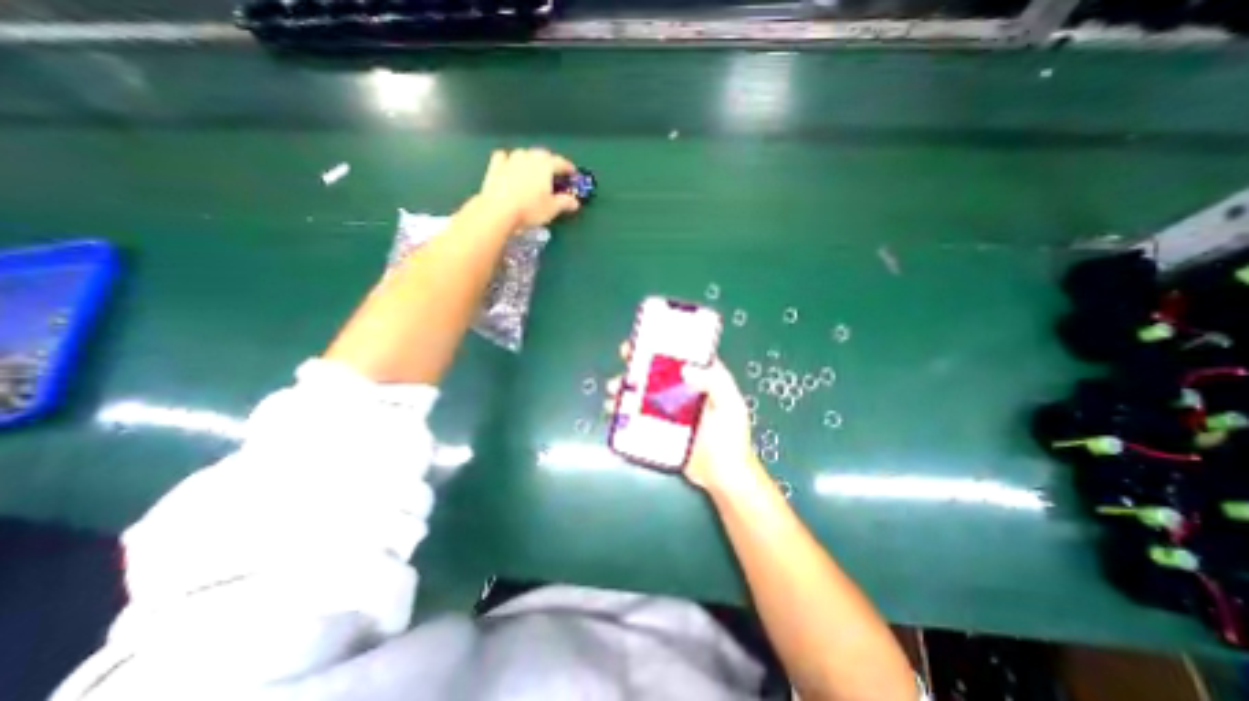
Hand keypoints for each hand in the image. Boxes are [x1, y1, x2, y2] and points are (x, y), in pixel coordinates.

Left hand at [476, 145, 581, 230]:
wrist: (499, 210)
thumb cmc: (530, 209)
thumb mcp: (552, 209)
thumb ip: (565, 202)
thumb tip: (575, 202)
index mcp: (545, 165)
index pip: (560, 162)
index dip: (568, 168)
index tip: (572, 173)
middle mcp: (528, 157)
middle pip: (542, 154)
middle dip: (550, 162)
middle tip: (554, 172)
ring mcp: (510, 159)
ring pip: (524, 154)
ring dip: (531, 159)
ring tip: (534, 170)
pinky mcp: (495, 166)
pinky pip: (504, 157)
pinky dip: (509, 160)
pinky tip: (511, 166)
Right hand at [608, 346, 766, 491]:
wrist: (722, 476)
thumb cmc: (731, 439)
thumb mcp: (731, 406)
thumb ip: (716, 383)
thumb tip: (686, 369)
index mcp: (700, 380)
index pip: (679, 356)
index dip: (662, 345)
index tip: (645, 338)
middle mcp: (681, 391)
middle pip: (656, 372)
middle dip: (637, 363)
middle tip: (623, 359)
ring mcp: (667, 411)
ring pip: (642, 393)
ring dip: (626, 388)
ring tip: (614, 390)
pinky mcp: (658, 429)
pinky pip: (637, 416)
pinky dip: (624, 412)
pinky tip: (614, 411)